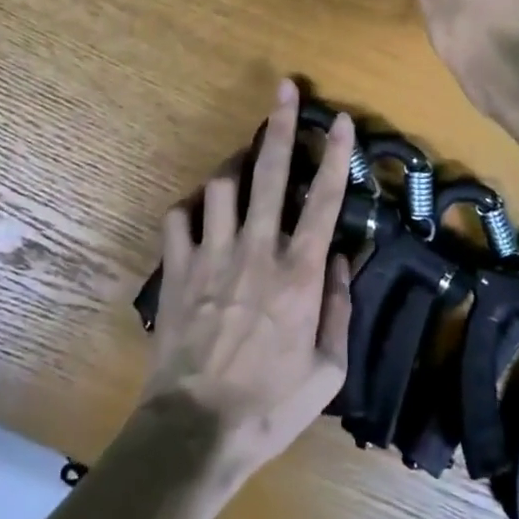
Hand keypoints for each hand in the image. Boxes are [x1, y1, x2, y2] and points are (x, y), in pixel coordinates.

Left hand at [140, 79, 353, 488]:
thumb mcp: (328, 370)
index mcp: (299, 272)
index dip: (337, 155)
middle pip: (271, 172)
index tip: (341, 120)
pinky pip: (179, 217)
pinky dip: (190, 206)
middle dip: (280, 125)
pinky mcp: (178, 268)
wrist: (198, 429)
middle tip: (284, 89)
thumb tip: (340, 257)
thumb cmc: (271, 405)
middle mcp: (257, 250)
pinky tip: (199, 209)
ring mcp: (213, 254)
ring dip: (233, 166)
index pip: (325, 199)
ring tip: (241, 162)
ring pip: (221, 184)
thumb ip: (338, 307)